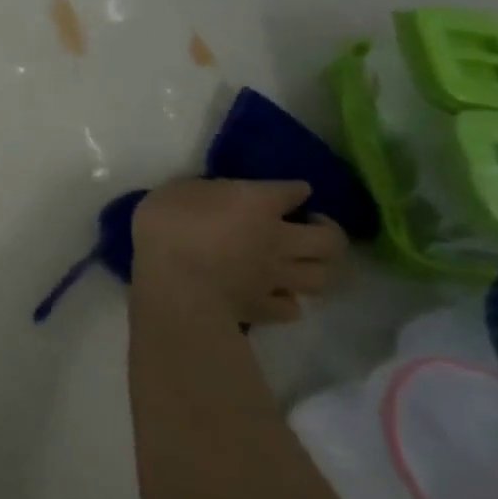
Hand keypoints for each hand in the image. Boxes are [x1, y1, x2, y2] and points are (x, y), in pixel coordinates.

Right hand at [131, 179, 346, 325]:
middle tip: (310, 227)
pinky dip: (289, 300)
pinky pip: (292, 308)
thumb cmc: (167, 228)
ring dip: (317, 267)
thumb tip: (218, 198)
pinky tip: (276, 294)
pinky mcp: (264, 308)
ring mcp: (275, 277)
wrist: (172, 285)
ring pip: (321, 276)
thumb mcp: (177, 191)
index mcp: (257, 204)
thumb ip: (205, 192)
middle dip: (329, 231)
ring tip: (301, 262)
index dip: (295, 190)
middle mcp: (278, 239)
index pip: (293, 191)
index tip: (293, 192)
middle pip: (330, 239)